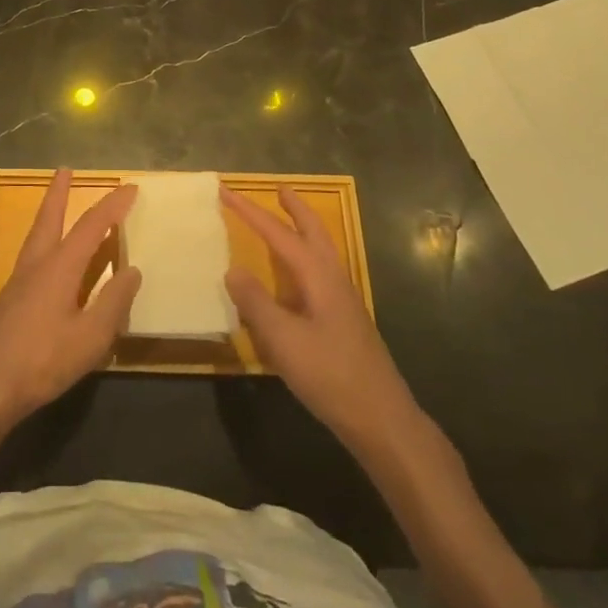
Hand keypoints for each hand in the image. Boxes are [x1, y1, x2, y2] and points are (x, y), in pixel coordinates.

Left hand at [0, 171, 140, 435]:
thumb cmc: (42, 359)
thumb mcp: (90, 336)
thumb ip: (113, 302)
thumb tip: (132, 270)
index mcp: (59, 267)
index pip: (91, 226)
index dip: (112, 207)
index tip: (130, 188)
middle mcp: (36, 265)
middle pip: (49, 218)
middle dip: (59, 193)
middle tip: (64, 170)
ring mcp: (18, 282)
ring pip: (36, 236)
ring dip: (48, 214)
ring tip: (56, 205)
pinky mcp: (9, 301)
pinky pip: (32, 257)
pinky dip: (45, 244)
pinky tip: (50, 261)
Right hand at [222, 185, 419, 446]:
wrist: (381, 419)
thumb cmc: (330, 375)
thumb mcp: (283, 339)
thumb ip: (256, 302)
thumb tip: (232, 269)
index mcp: (319, 277)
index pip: (279, 234)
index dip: (251, 213)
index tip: (226, 192)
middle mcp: (334, 281)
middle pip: (314, 233)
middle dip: (296, 209)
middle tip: (279, 189)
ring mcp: (343, 301)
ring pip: (321, 252)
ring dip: (304, 230)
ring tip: (286, 221)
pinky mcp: (344, 322)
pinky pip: (320, 274)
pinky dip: (304, 259)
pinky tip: (293, 278)